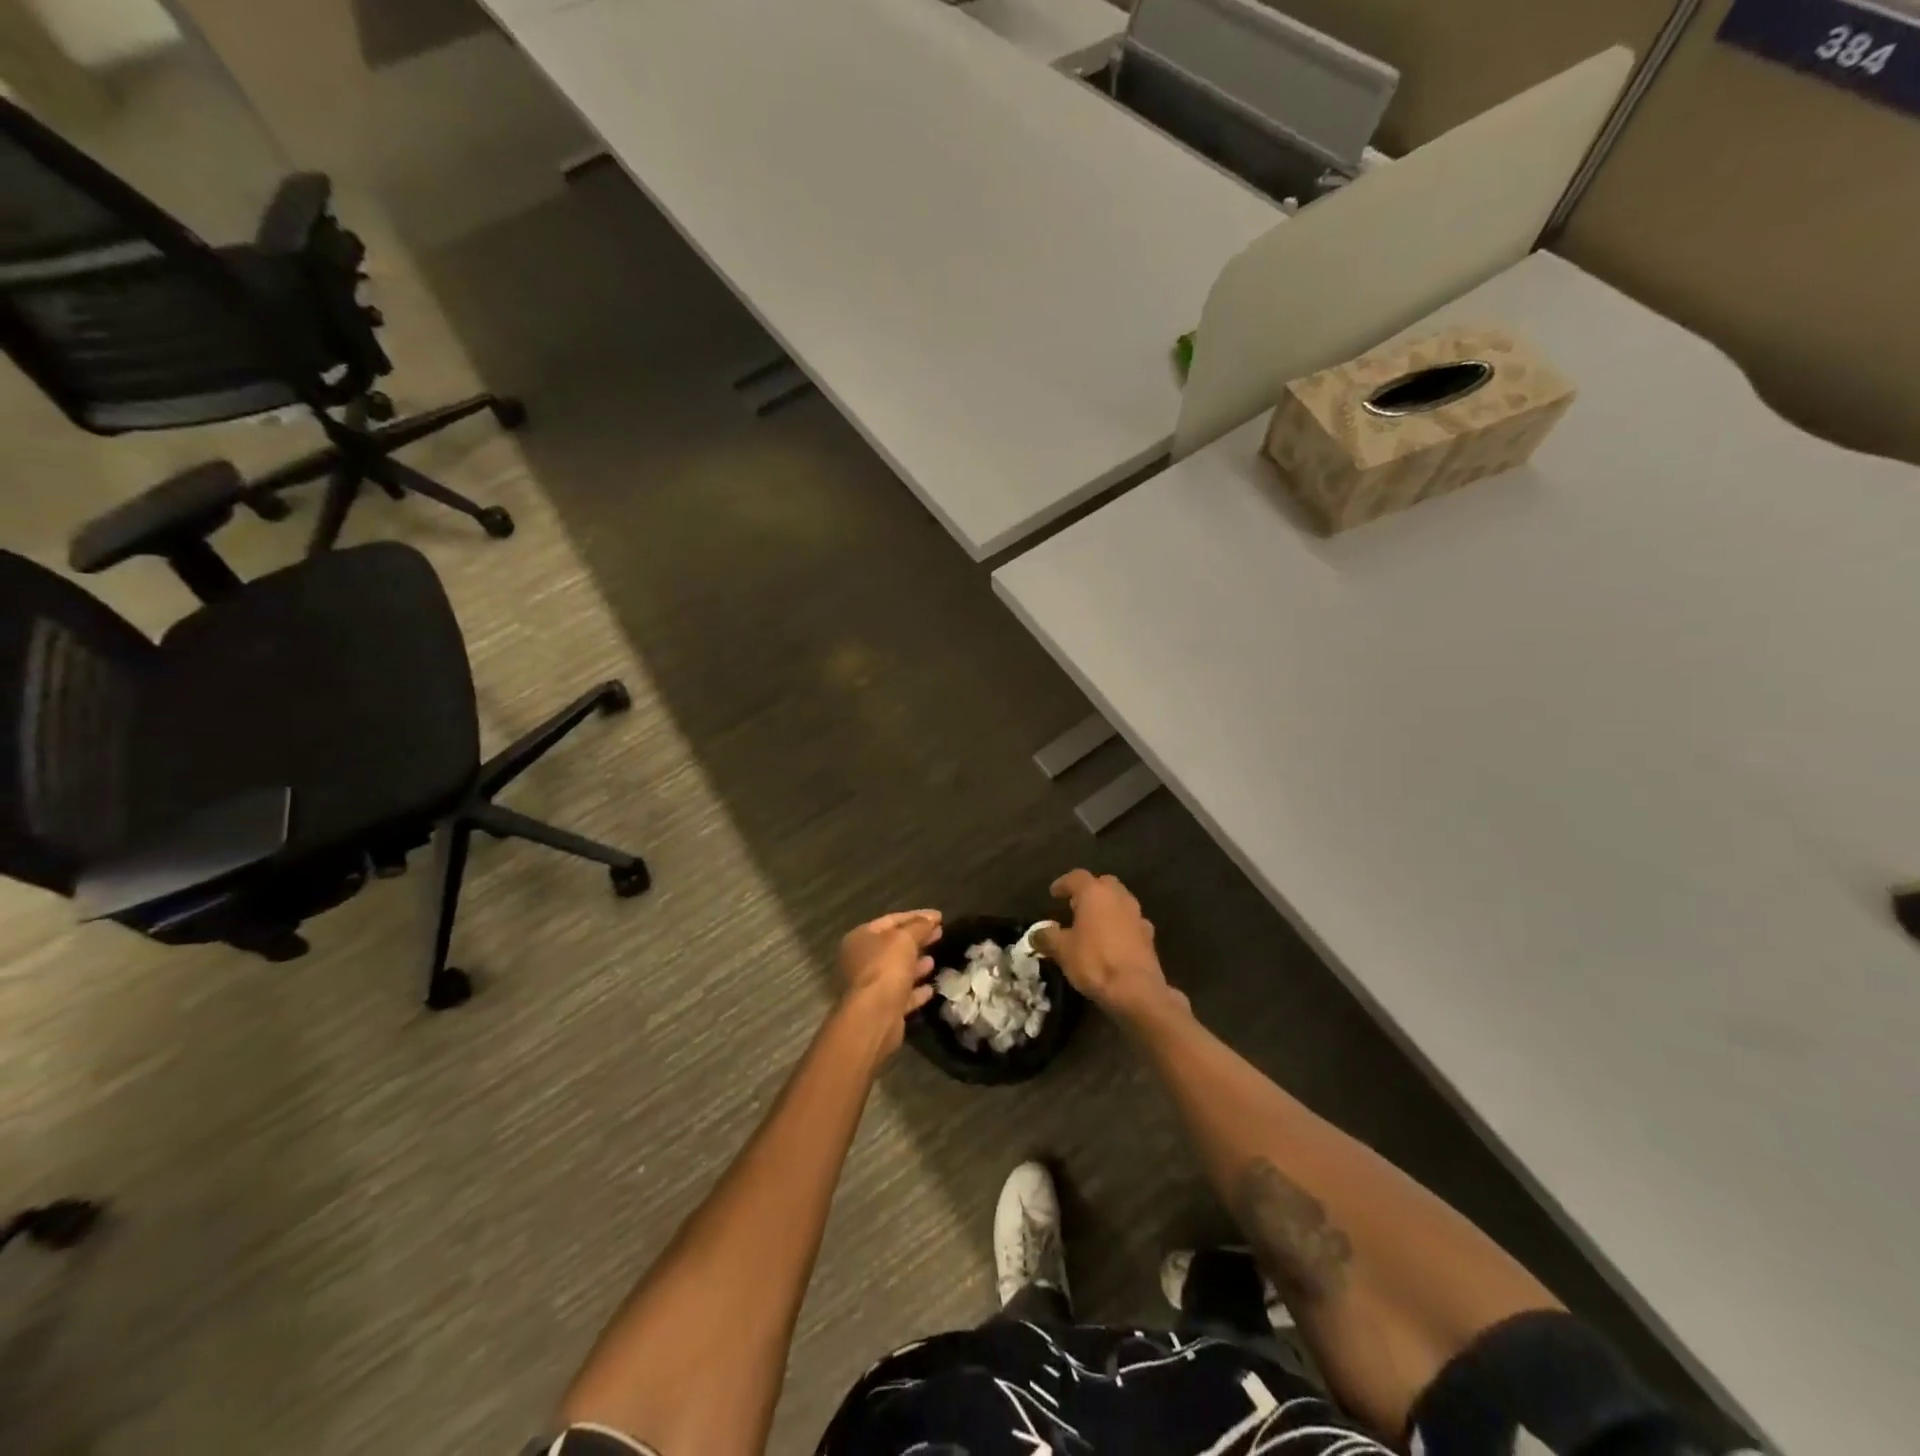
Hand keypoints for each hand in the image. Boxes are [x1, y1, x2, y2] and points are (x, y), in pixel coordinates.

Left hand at [837, 909, 942, 1055]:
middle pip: (894, 945)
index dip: (917, 916)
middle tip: (940, 934)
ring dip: (916, 965)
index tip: (939, 917)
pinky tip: (931, 989)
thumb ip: (919, 926)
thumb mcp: (905, 939)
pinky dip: (915, 991)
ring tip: (934, 960)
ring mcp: (870, 986)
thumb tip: (931, 918)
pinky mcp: (881, 1008)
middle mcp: (861, 960)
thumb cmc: (886, 967)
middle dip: (918, 939)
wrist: (874, 1016)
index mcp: (861, 938)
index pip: (891, 920)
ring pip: (897, 970)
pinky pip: (901, 994)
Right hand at [1033, 871, 1178, 1019]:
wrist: (1136, 990)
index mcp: (1094, 893)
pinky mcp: (1148, 935)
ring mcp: (1137, 915)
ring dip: (1106, 908)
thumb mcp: (1062, 950)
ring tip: (1093, 924)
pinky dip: (1120, 926)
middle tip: (1075, 906)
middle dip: (1089, 892)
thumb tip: (1037, 933)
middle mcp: (1118, 897)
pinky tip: (1113, 941)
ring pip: (1119, 902)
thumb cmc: (1094, 962)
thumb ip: (1048, 937)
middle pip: (1103, 884)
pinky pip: (1130, 922)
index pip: (1076, 877)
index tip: (1054, 894)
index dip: (1063, 884)